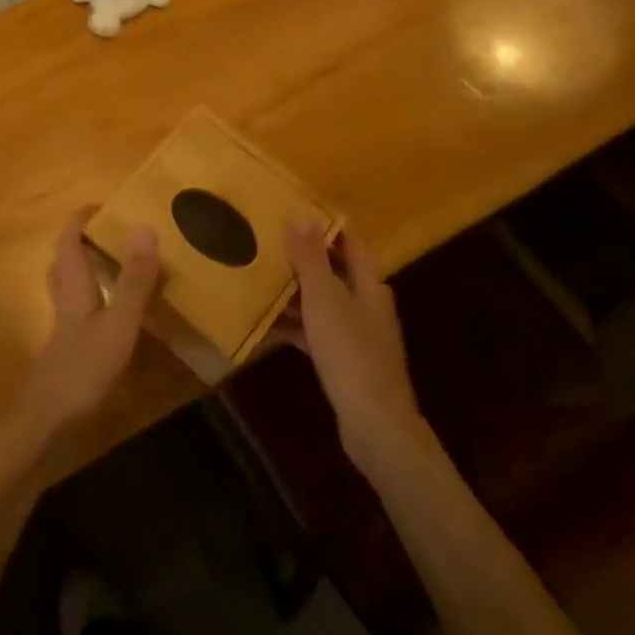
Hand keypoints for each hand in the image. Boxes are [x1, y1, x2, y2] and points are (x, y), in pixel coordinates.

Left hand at [6, 209, 159, 451]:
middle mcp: (65, 302)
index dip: (81, 219)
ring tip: (118, 265)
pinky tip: (117, 316)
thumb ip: (133, 280)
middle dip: (83, 242)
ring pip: (70, 288)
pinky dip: (96, 301)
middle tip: (113, 233)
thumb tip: (144, 227)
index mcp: (73, 287)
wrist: (45, 427)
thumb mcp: (118, 324)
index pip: (68, 241)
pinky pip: (81, 313)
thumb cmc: (82, 371)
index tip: (106, 204)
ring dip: (88, 270)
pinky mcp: (69, 353)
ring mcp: (65, 330)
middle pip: (64, 262)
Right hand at [278, 221, 425, 470]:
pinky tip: (268, 326)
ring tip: (260, 280)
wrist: (375, 423)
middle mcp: (368, 303)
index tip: (293, 211)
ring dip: (296, 292)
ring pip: (324, 302)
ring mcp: (359, 334)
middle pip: (335, 270)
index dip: (326, 225)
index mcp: (370, 283)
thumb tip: (302, 216)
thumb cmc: (350, 352)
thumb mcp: (325, 299)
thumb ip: (312, 259)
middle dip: (304, 257)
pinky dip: (296, 325)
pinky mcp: (347, 360)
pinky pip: (317, 332)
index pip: (350, 241)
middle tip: (267, 243)